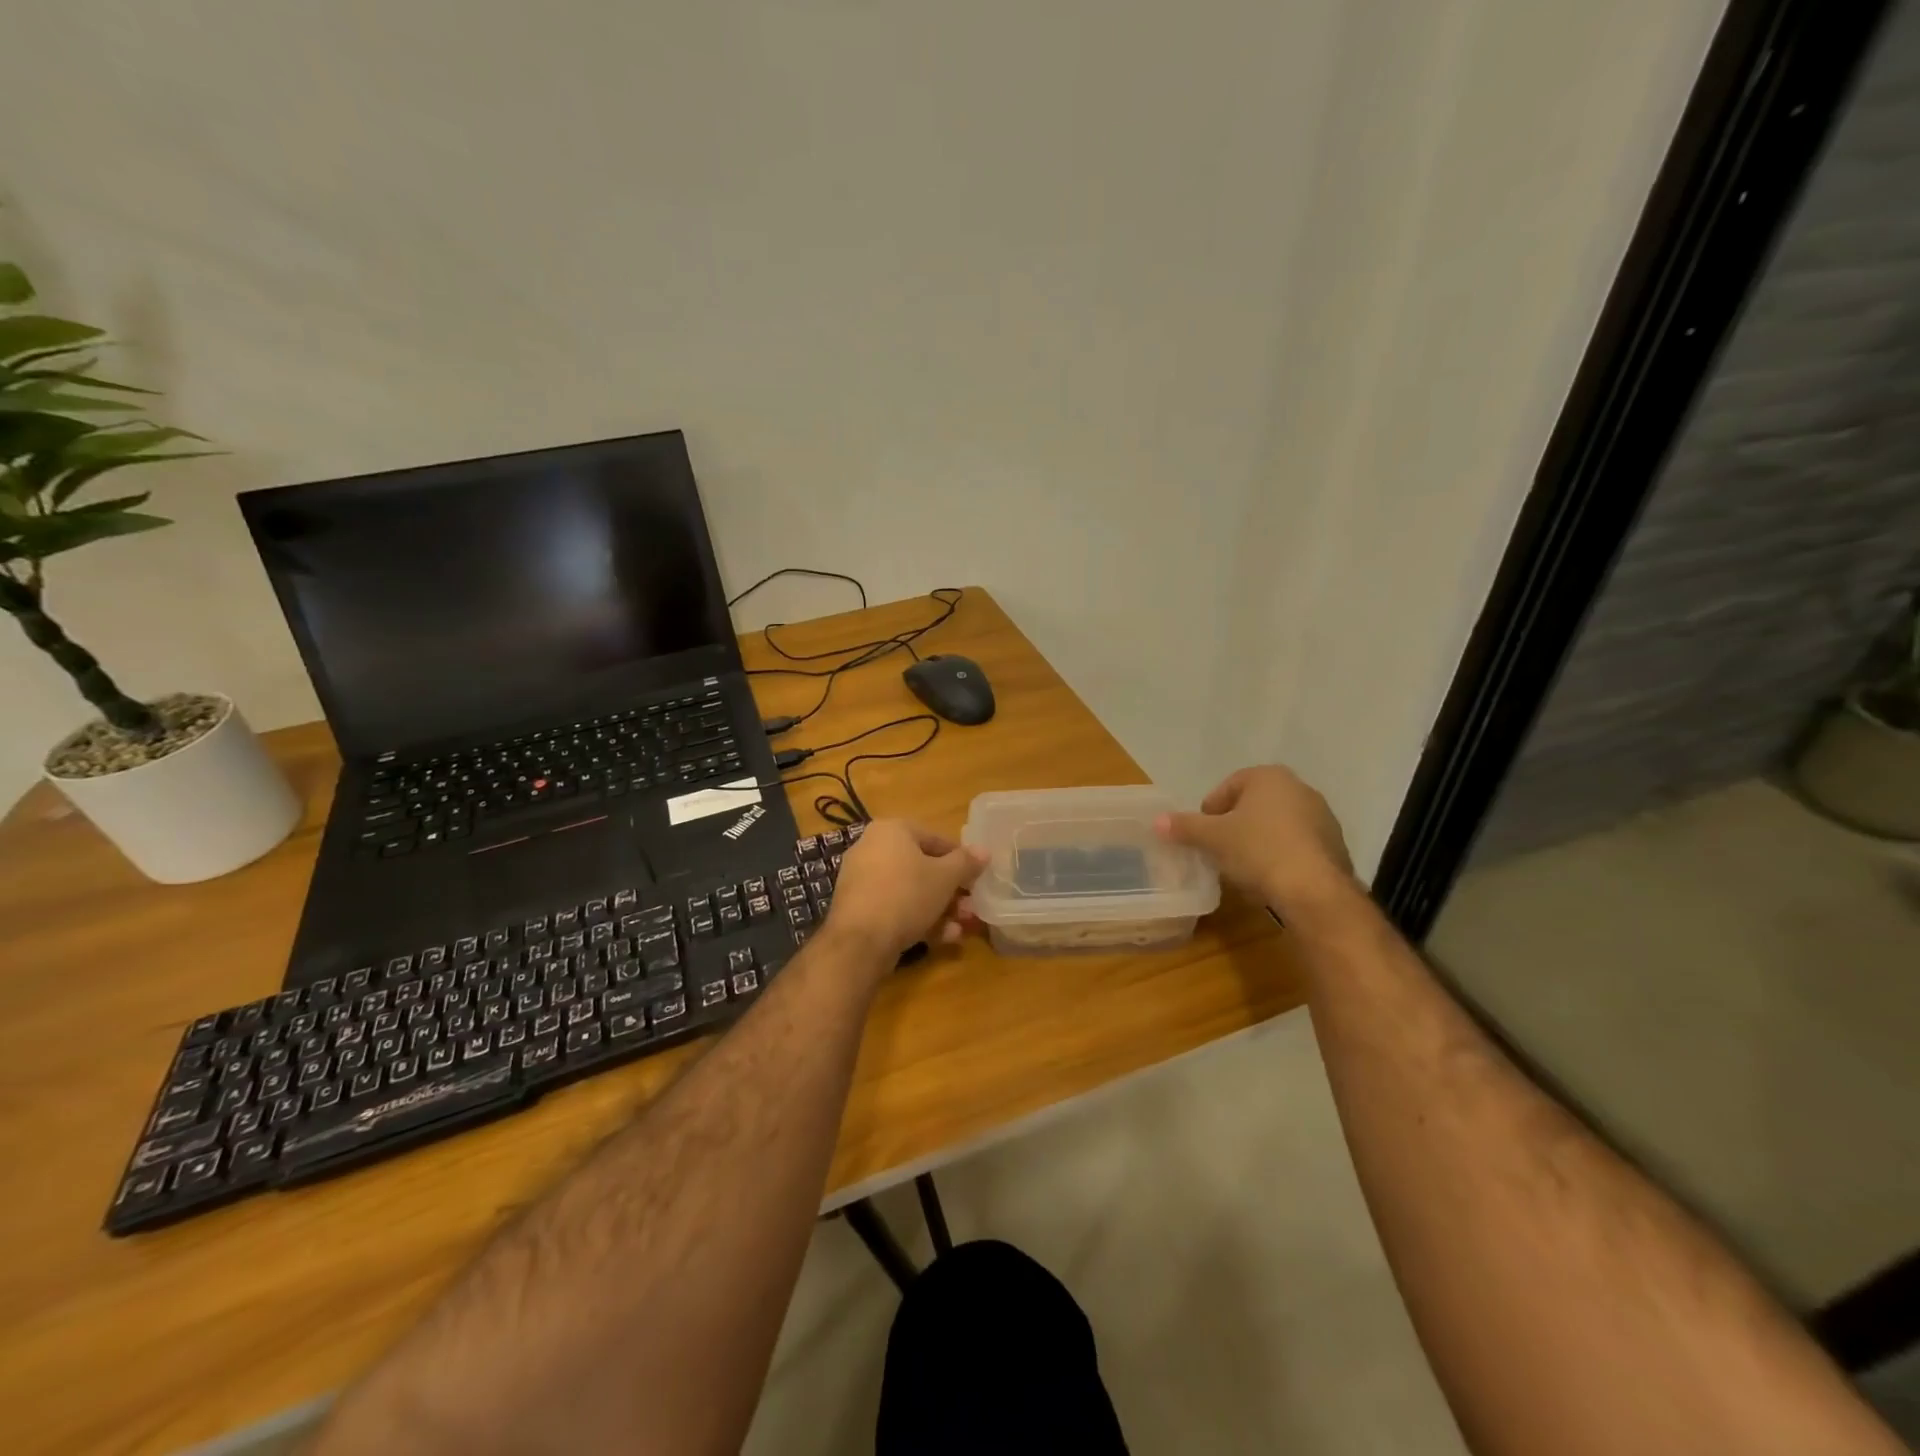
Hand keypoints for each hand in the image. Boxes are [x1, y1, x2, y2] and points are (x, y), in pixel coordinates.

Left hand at [825, 821, 987, 962]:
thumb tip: (984, 851)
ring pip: (910, 890)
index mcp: (891, 830)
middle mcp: (872, 848)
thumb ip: (966, 862)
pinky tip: (941, 939)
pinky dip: (917, 919)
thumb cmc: (907, 895)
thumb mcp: (945, 877)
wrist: (860, 941)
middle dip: (951, 891)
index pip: (935, 839)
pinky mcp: (858, 908)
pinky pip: (895, 907)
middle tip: (970, 908)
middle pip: (922, 867)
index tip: (977, 879)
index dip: (961, 860)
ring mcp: (862, 879)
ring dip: (939, 909)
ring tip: (960, 929)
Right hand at [1156, 766, 1355, 920]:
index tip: (1202, 834)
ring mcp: (1322, 817)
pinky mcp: (1334, 846)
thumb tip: (1157, 821)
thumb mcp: (1213, 838)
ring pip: (1276, 824)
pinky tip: (1269, 877)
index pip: (1228, 786)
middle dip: (1234, 824)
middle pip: (1254, 804)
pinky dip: (1280, 855)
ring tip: (1242, 867)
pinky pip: (1297, 845)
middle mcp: (1300, 788)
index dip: (1209, 810)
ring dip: (1258, 840)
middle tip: (1218, 849)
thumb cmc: (1258, 850)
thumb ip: (1185, 826)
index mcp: (1269, 777)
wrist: (1315, 891)